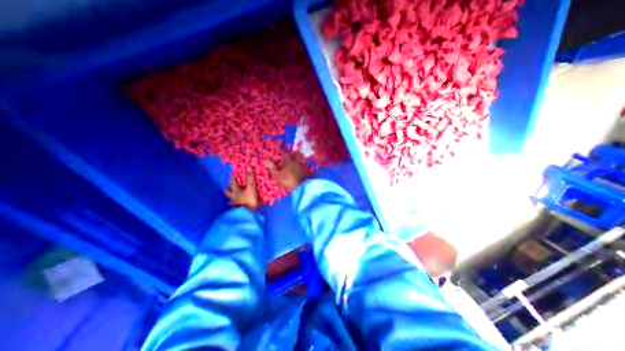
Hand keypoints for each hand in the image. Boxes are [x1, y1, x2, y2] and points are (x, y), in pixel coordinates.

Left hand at [225, 168, 258, 208]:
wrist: (247, 215)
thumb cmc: (249, 201)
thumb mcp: (251, 188)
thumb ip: (250, 178)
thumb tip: (249, 166)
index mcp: (235, 190)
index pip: (232, 181)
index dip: (233, 176)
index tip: (233, 172)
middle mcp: (233, 197)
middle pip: (227, 190)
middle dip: (229, 187)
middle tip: (232, 185)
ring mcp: (234, 204)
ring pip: (230, 198)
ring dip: (232, 196)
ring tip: (235, 195)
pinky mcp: (236, 210)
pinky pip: (235, 206)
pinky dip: (236, 204)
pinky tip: (239, 205)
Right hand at [265, 151, 310, 190]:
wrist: (301, 187)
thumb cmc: (287, 180)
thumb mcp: (277, 175)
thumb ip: (272, 167)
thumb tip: (266, 159)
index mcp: (289, 161)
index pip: (284, 153)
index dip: (281, 150)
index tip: (279, 147)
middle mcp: (297, 162)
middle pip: (298, 155)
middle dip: (296, 153)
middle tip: (295, 152)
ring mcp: (304, 167)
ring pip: (304, 161)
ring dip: (303, 160)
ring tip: (302, 160)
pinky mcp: (308, 173)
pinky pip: (308, 169)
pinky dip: (307, 168)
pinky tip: (306, 170)